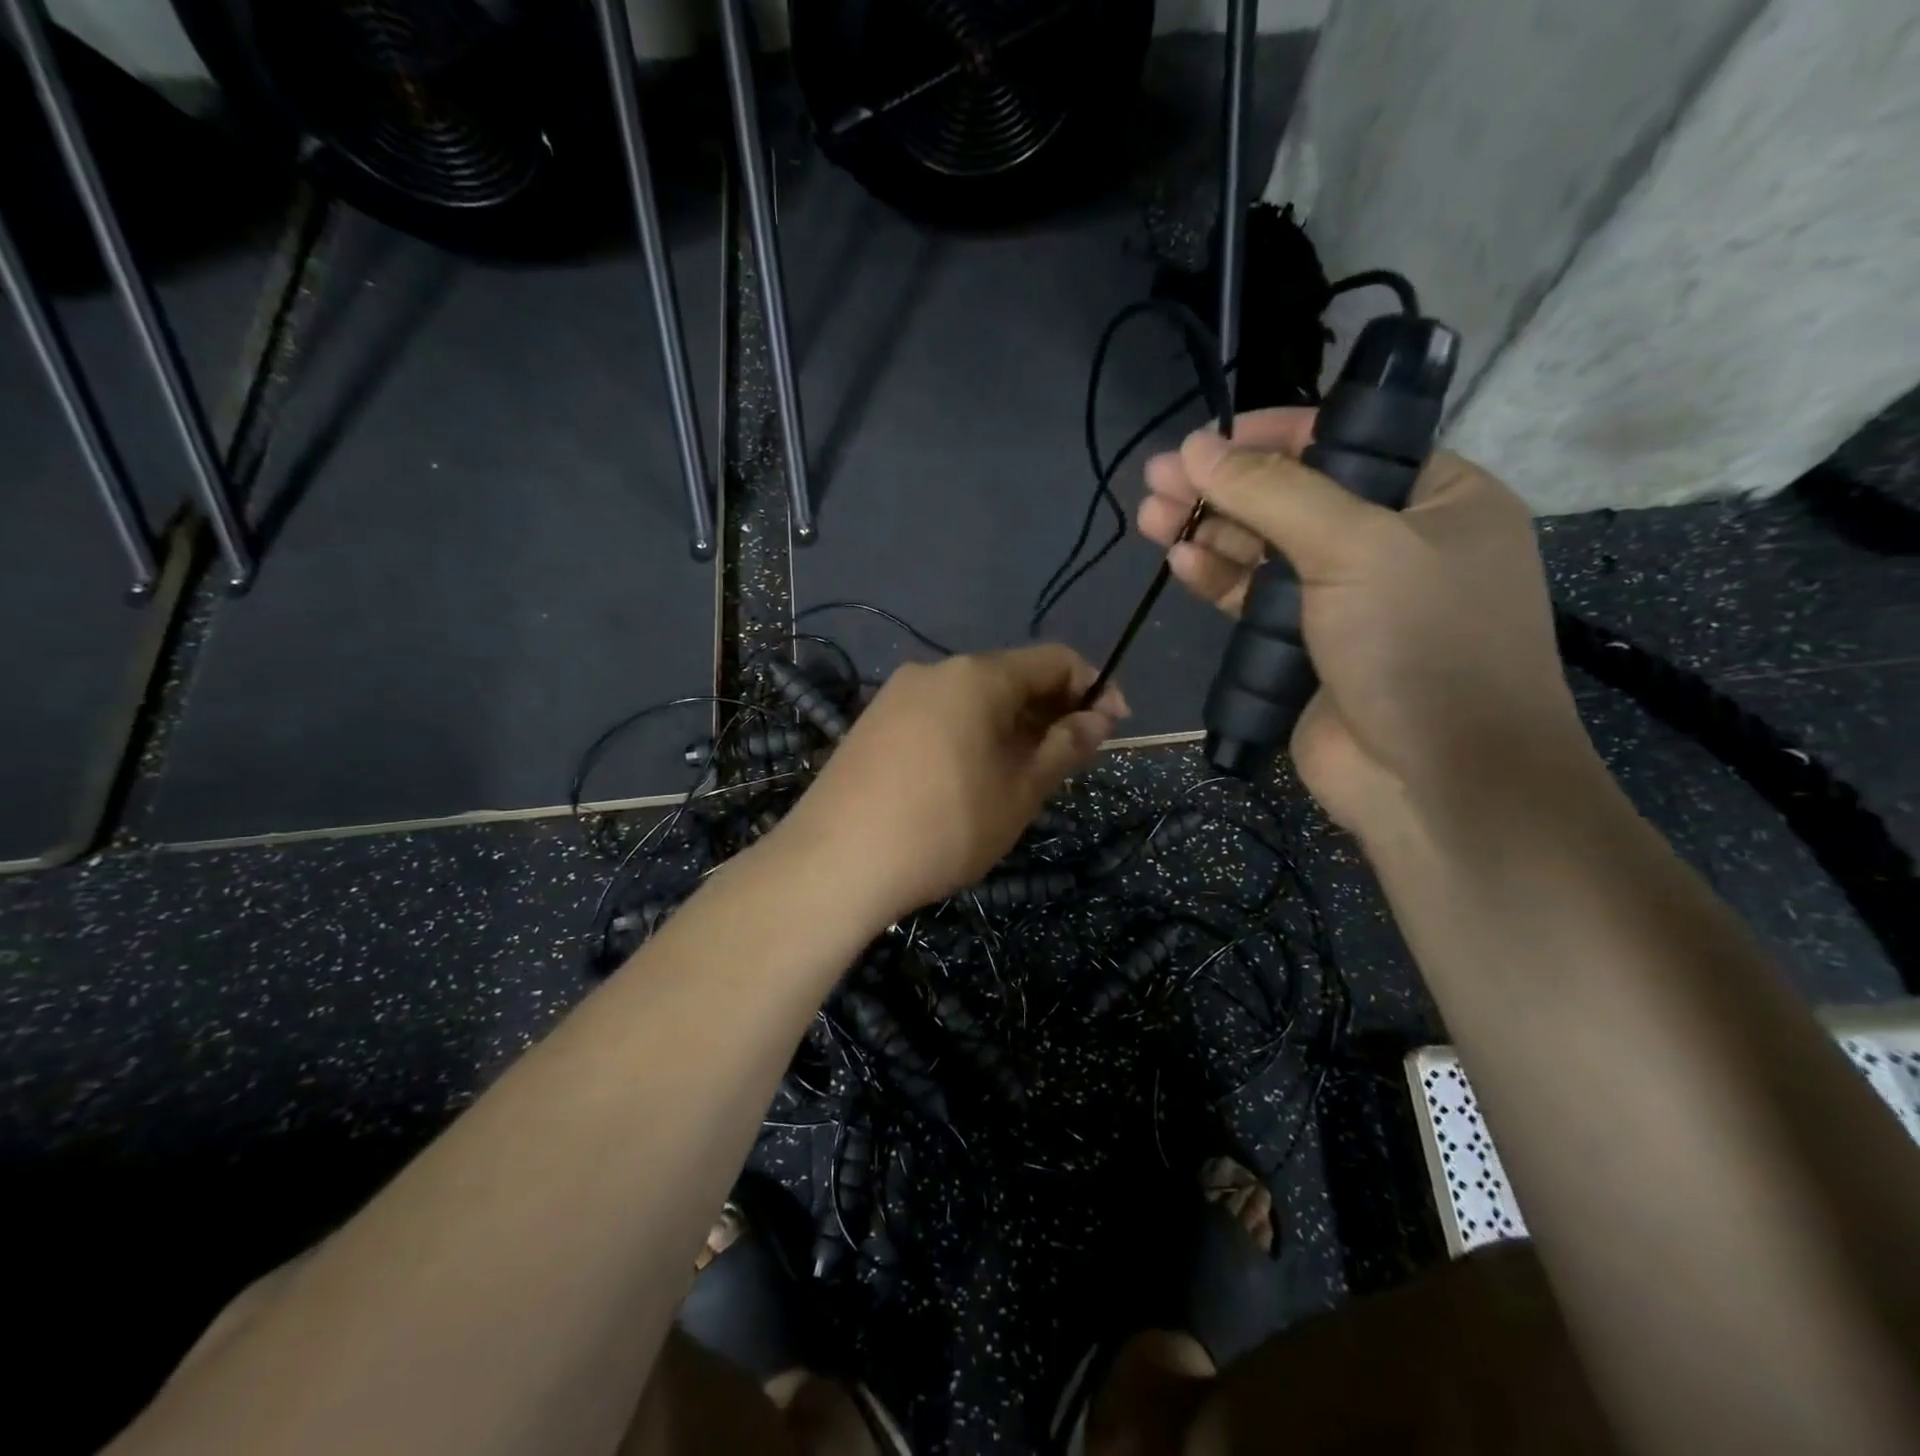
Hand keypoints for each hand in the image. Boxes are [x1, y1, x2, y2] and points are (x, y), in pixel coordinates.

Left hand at [770, 646, 1127, 923]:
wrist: (835, 862)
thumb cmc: (945, 827)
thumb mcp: (1019, 792)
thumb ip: (1065, 748)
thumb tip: (1099, 718)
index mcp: (977, 675)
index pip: (1054, 659)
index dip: (1093, 688)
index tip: (1112, 729)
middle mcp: (935, 671)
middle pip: (1011, 677)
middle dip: (1051, 712)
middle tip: (1069, 763)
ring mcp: (897, 695)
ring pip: (973, 700)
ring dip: (1011, 727)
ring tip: (1021, 778)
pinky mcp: (873, 724)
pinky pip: (939, 716)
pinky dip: (971, 736)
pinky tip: (970, 779)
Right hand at [1138, 408, 1592, 836]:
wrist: (1436, 782)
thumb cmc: (1420, 645)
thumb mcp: (1356, 547)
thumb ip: (1274, 492)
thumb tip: (1198, 447)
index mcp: (1436, 499)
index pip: (1345, 443)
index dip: (1273, 434)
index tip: (1208, 437)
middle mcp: (1392, 542)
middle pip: (1293, 497)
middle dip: (1225, 486)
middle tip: (1159, 479)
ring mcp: (1345, 600)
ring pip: (1265, 550)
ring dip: (1210, 531)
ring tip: (1150, 516)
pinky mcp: (1304, 648)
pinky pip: (1253, 600)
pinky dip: (1218, 579)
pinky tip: (1181, 563)